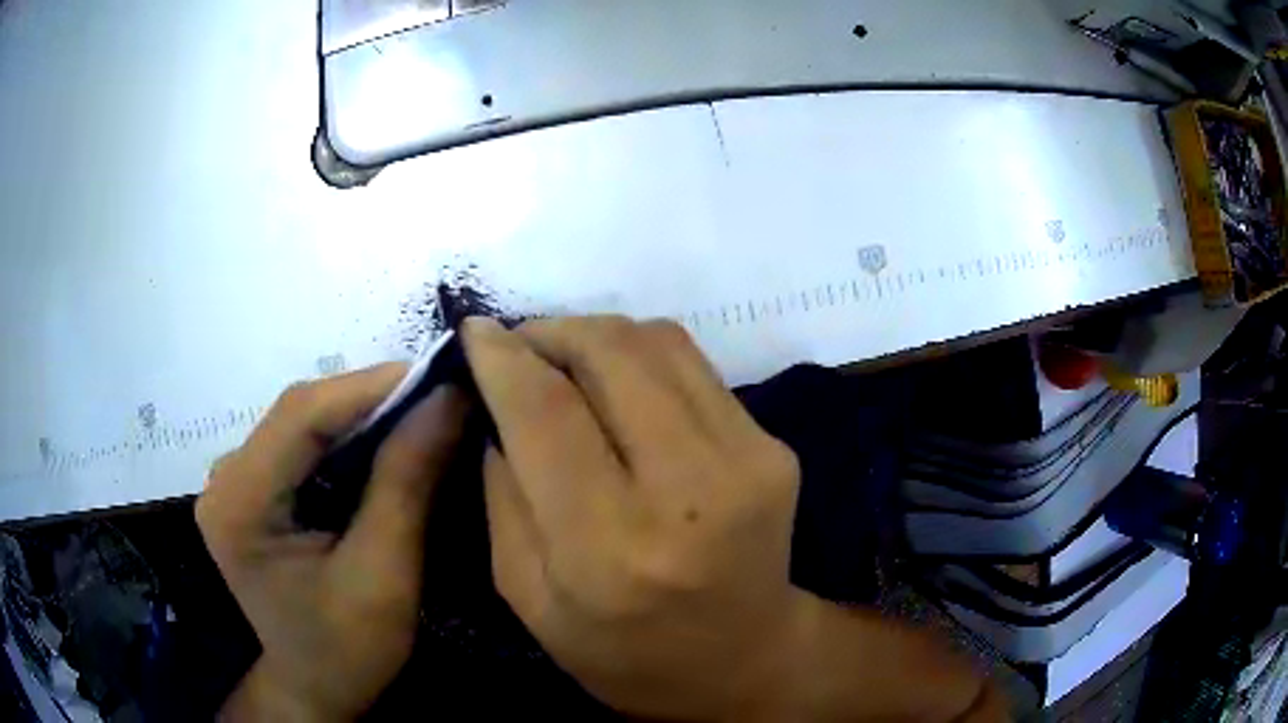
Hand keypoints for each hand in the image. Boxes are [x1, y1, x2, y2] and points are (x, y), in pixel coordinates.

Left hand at [196, 364, 468, 721]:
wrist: (316, 687)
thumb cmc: (349, 649)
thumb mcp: (385, 576)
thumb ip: (407, 484)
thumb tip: (446, 400)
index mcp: (240, 504)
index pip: (300, 416)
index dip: (369, 387)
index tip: (437, 377)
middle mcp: (225, 480)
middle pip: (298, 413)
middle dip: (370, 399)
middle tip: (437, 395)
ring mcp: (234, 483)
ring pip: (301, 422)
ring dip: (361, 414)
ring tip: (420, 413)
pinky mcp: (251, 490)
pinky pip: (300, 445)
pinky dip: (345, 437)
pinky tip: (383, 442)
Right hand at [466, 316, 998, 721]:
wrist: (742, 660)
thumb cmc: (621, 651)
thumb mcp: (525, 595)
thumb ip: (501, 492)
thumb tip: (497, 399)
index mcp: (612, 550)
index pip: (547, 413)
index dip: (503, 357)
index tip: (472, 331)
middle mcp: (689, 493)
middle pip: (610, 353)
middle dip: (551, 331)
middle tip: (518, 346)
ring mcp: (748, 461)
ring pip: (657, 342)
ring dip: (595, 334)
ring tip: (562, 359)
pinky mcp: (774, 447)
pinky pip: (693, 365)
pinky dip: (640, 357)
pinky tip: (617, 385)